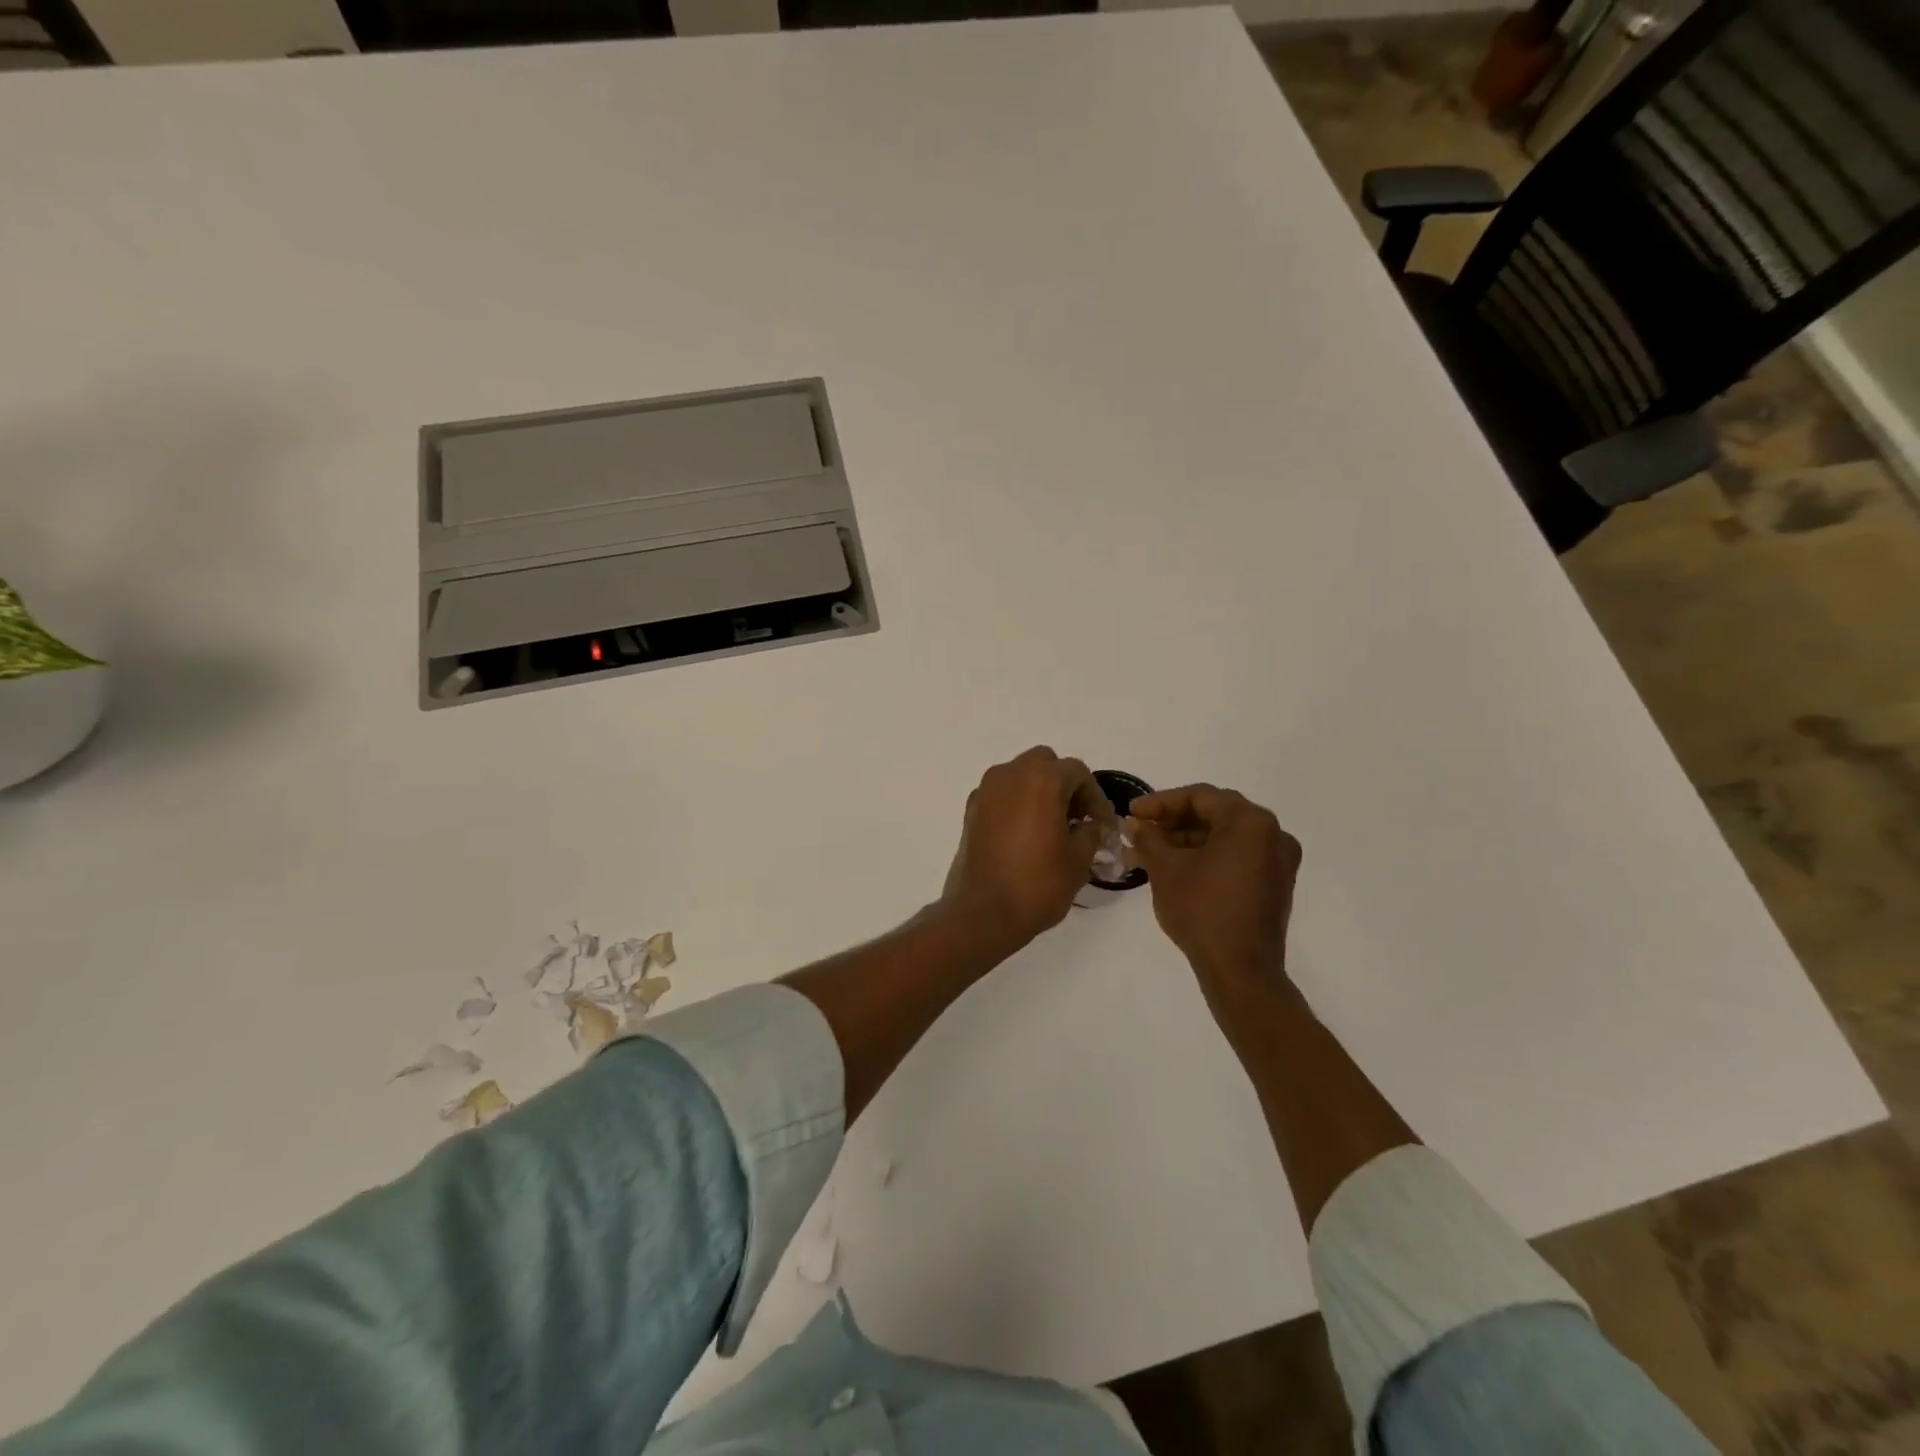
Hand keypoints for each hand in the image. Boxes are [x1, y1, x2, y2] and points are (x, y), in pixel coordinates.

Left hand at [942, 747, 1111, 950]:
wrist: (983, 913)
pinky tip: (1028, 833)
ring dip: (1040, 791)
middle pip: (1045, 764)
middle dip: (1065, 785)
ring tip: (1054, 825)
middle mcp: (1010, 775)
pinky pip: (1002, 793)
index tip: (1103, 825)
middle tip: (1078, 817)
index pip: (1077, 772)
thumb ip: (1090, 832)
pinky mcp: (971, 810)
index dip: (1095, 797)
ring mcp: (986, 791)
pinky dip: (1018, 803)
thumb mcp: (1078, 860)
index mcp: (1041, 780)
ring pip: (1020, 775)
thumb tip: (1089, 825)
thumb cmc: (1037, 884)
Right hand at [1128, 784, 1300, 994]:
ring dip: (1185, 841)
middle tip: (1139, 832)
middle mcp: (1272, 834)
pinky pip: (1236, 856)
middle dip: (1171, 823)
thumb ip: (1148, 837)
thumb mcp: (1166, 869)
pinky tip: (1174, 868)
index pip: (1199, 797)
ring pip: (1223, 837)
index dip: (1160, 803)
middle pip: (1214, 815)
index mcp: (1250, 822)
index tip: (1131, 814)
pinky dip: (1205, 857)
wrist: (1240, 970)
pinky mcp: (1274, 884)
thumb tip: (1133, 824)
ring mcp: (1277, 861)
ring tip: (1147, 854)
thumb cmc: (1202, 910)